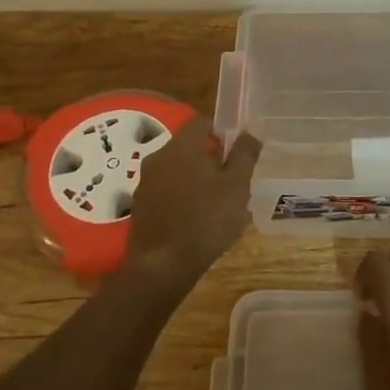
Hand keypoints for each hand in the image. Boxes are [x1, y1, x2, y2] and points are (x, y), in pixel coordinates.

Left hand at [123, 117, 260, 288]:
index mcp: (182, 146)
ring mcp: (145, 183)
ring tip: (219, 204)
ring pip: (178, 170)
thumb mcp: (236, 186)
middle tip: (233, 180)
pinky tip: (198, 221)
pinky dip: (183, 198)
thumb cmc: (205, 220)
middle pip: (189, 147)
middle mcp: (158, 157)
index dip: (223, 131)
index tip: (238, 152)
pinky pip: (167, 191)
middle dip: (212, 159)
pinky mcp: (140, 207)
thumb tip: (249, 133)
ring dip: (198, 180)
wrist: (161, 268)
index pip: (202, 122)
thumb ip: (244, 155)